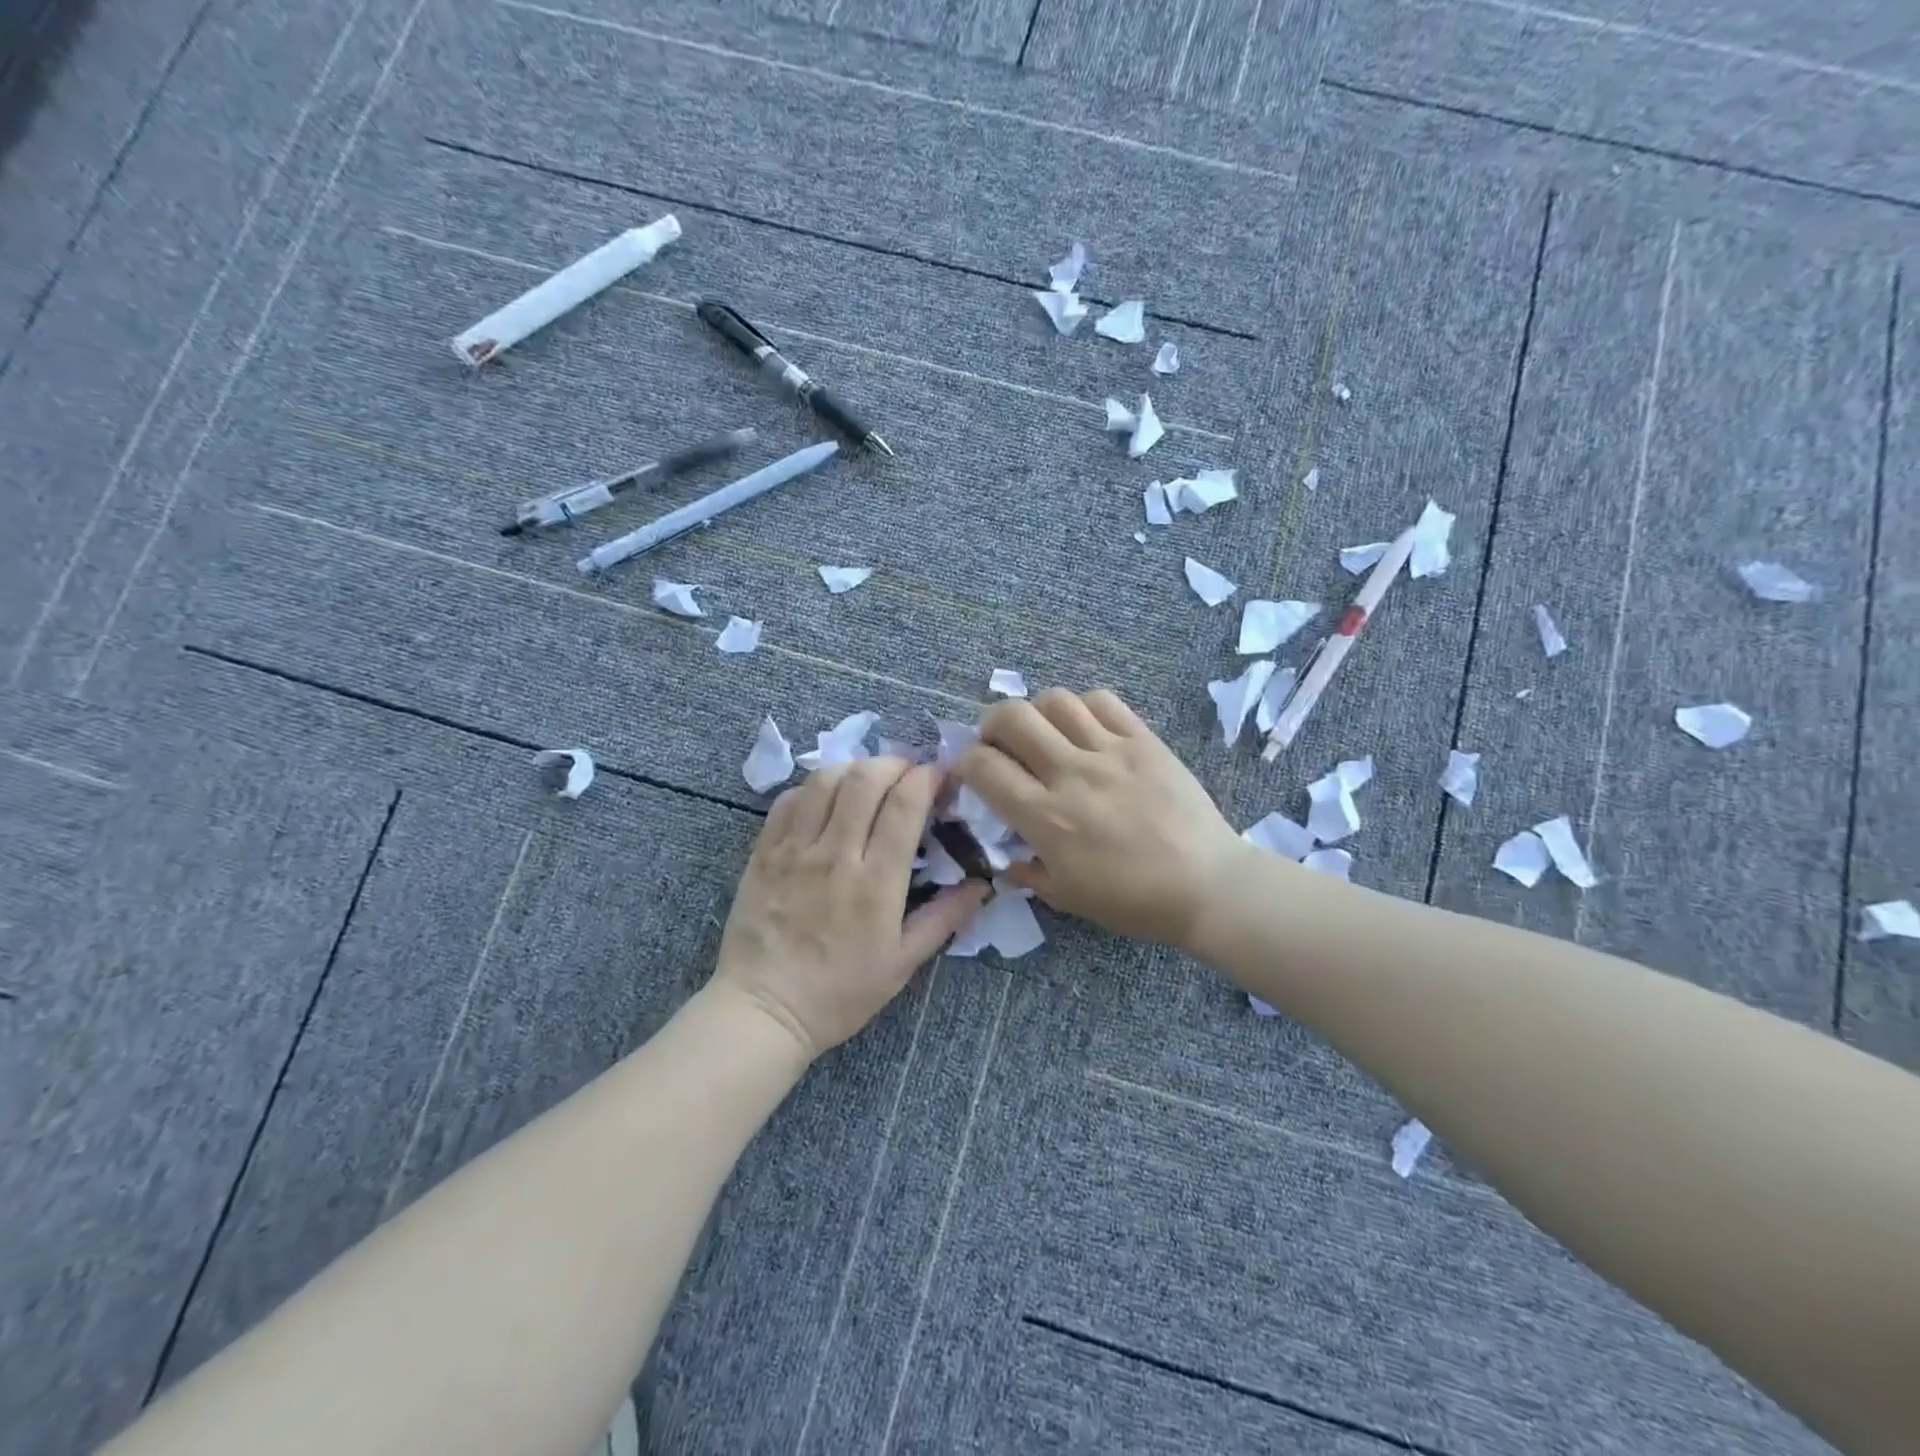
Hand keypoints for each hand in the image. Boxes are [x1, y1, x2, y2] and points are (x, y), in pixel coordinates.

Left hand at [712, 757, 988, 1059]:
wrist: (764, 1011)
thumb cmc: (840, 993)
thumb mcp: (903, 963)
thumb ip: (945, 918)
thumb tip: (983, 885)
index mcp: (876, 882)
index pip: (905, 805)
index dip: (928, 778)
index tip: (940, 777)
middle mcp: (835, 855)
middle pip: (866, 779)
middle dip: (895, 763)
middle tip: (908, 774)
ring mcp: (794, 850)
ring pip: (825, 780)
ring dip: (855, 768)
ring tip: (869, 781)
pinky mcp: (764, 852)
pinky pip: (789, 800)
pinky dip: (814, 787)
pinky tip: (827, 799)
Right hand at [956, 689, 1243, 948]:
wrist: (1207, 886)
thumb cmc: (1134, 901)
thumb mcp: (1067, 898)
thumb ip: (1027, 873)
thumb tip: (1005, 860)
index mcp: (1046, 817)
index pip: (984, 766)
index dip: (965, 761)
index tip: (971, 770)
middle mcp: (1071, 774)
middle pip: (1012, 717)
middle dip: (991, 723)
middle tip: (1000, 742)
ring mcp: (1110, 751)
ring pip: (1055, 700)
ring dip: (1037, 712)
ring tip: (1045, 732)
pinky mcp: (1144, 740)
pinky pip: (1103, 701)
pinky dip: (1083, 707)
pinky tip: (1086, 728)